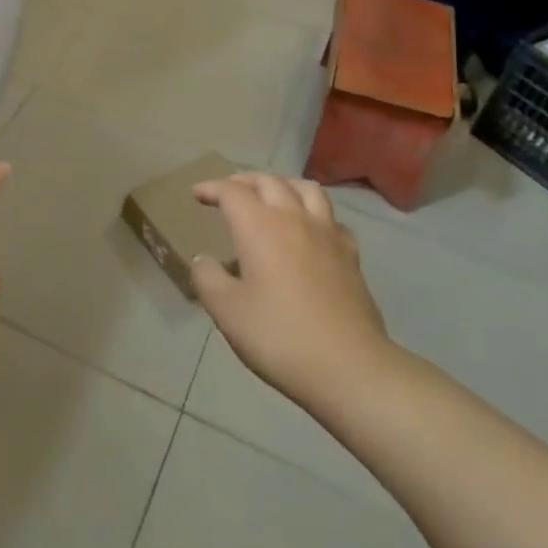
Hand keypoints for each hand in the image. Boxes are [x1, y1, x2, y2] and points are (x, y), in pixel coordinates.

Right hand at [189, 174, 397, 413]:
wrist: (348, 366)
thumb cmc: (278, 335)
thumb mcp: (226, 310)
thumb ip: (208, 278)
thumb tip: (204, 260)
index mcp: (259, 226)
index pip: (231, 191)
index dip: (211, 188)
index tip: (197, 194)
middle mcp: (293, 218)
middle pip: (269, 182)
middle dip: (244, 181)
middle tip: (229, 191)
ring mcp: (327, 234)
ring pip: (306, 189)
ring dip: (283, 185)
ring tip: (272, 195)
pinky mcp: (350, 255)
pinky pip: (331, 218)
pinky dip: (314, 214)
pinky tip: (310, 230)